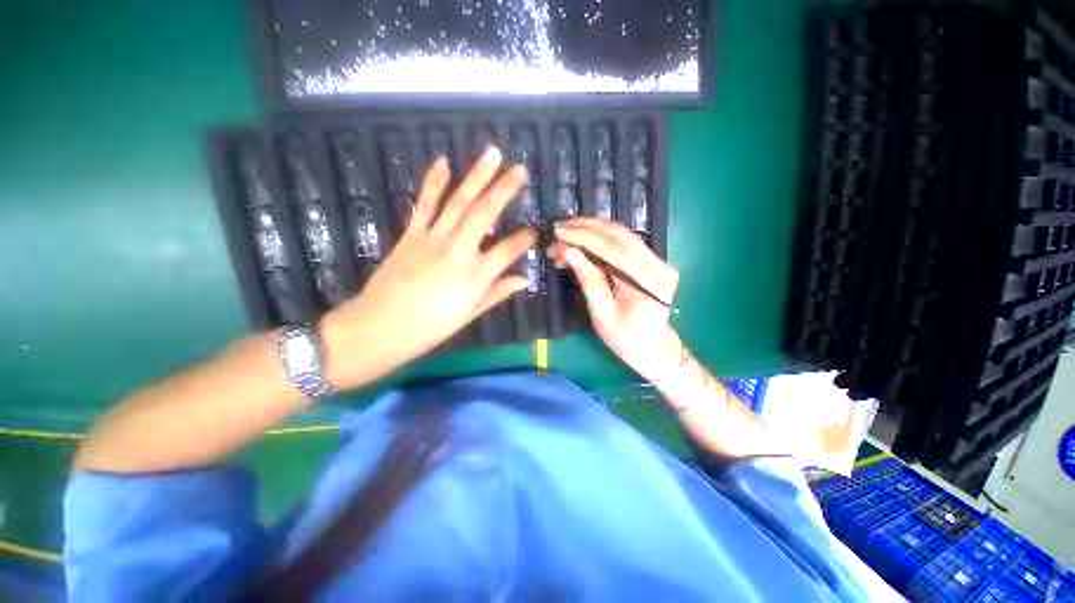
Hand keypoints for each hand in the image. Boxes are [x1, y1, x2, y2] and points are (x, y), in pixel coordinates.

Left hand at [322, 147, 535, 387]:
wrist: (379, 327)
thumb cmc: (430, 327)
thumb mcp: (470, 314)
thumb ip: (498, 293)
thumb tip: (525, 280)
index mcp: (475, 276)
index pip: (509, 250)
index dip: (524, 239)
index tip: (534, 231)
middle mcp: (458, 251)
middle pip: (485, 213)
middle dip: (505, 189)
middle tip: (520, 169)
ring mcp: (432, 238)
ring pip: (459, 201)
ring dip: (476, 176)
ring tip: (492, 154)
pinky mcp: (411, 234)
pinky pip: (425, 204)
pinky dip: (434, 182)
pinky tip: (443, 162)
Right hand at [548, 218, 681, 381]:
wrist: (654, 350)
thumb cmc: (626, 339)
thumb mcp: (602, 313)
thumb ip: (588, 279)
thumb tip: (568, 251)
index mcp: (648, 282)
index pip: (613, 248)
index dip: (583, 237)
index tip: (558, 232)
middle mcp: (658, 265)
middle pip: (619, 235)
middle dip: (586, 228)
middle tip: (558, 229)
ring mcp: (658, 261)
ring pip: (622, 235)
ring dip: (592, 231)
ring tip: (566, 233)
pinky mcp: (651, 262)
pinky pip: (623, 243)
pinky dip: (600, 240)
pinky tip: (582, 241)